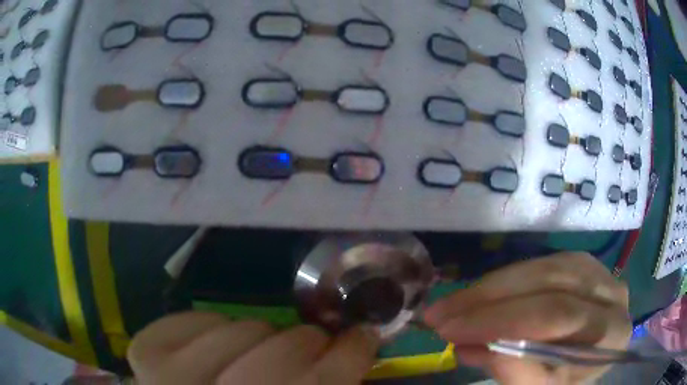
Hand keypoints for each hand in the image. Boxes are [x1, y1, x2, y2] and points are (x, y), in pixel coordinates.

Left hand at [127, 312, 378, 384]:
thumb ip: (328, 382)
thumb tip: (355, 349)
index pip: (320, 382)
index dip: (350, 356)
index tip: (363, 337)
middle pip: (279, 354)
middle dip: (310, 342)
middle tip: (317, 345)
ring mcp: (166, 377)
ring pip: (240, 330)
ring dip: (261, 337)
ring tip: (260, 353)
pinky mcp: (145, 352)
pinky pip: (194, 319)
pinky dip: (214, 327)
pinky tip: (216, 349)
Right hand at [424, 252, 630, 384]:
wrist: (593, 359)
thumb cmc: (569, 381)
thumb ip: (520, 374)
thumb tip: (476, 348)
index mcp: (612, 332)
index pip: (558, 317)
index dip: (503, 321)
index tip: (450, 332)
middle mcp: (611, 292)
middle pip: (549, 285)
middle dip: (487, 301)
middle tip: (439, 315)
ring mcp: (598, 271)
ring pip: (541, 267)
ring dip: (490, 287)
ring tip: (451, 305)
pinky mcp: (581, 263)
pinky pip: (540, 264)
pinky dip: (505, 280)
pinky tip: (481, 295)